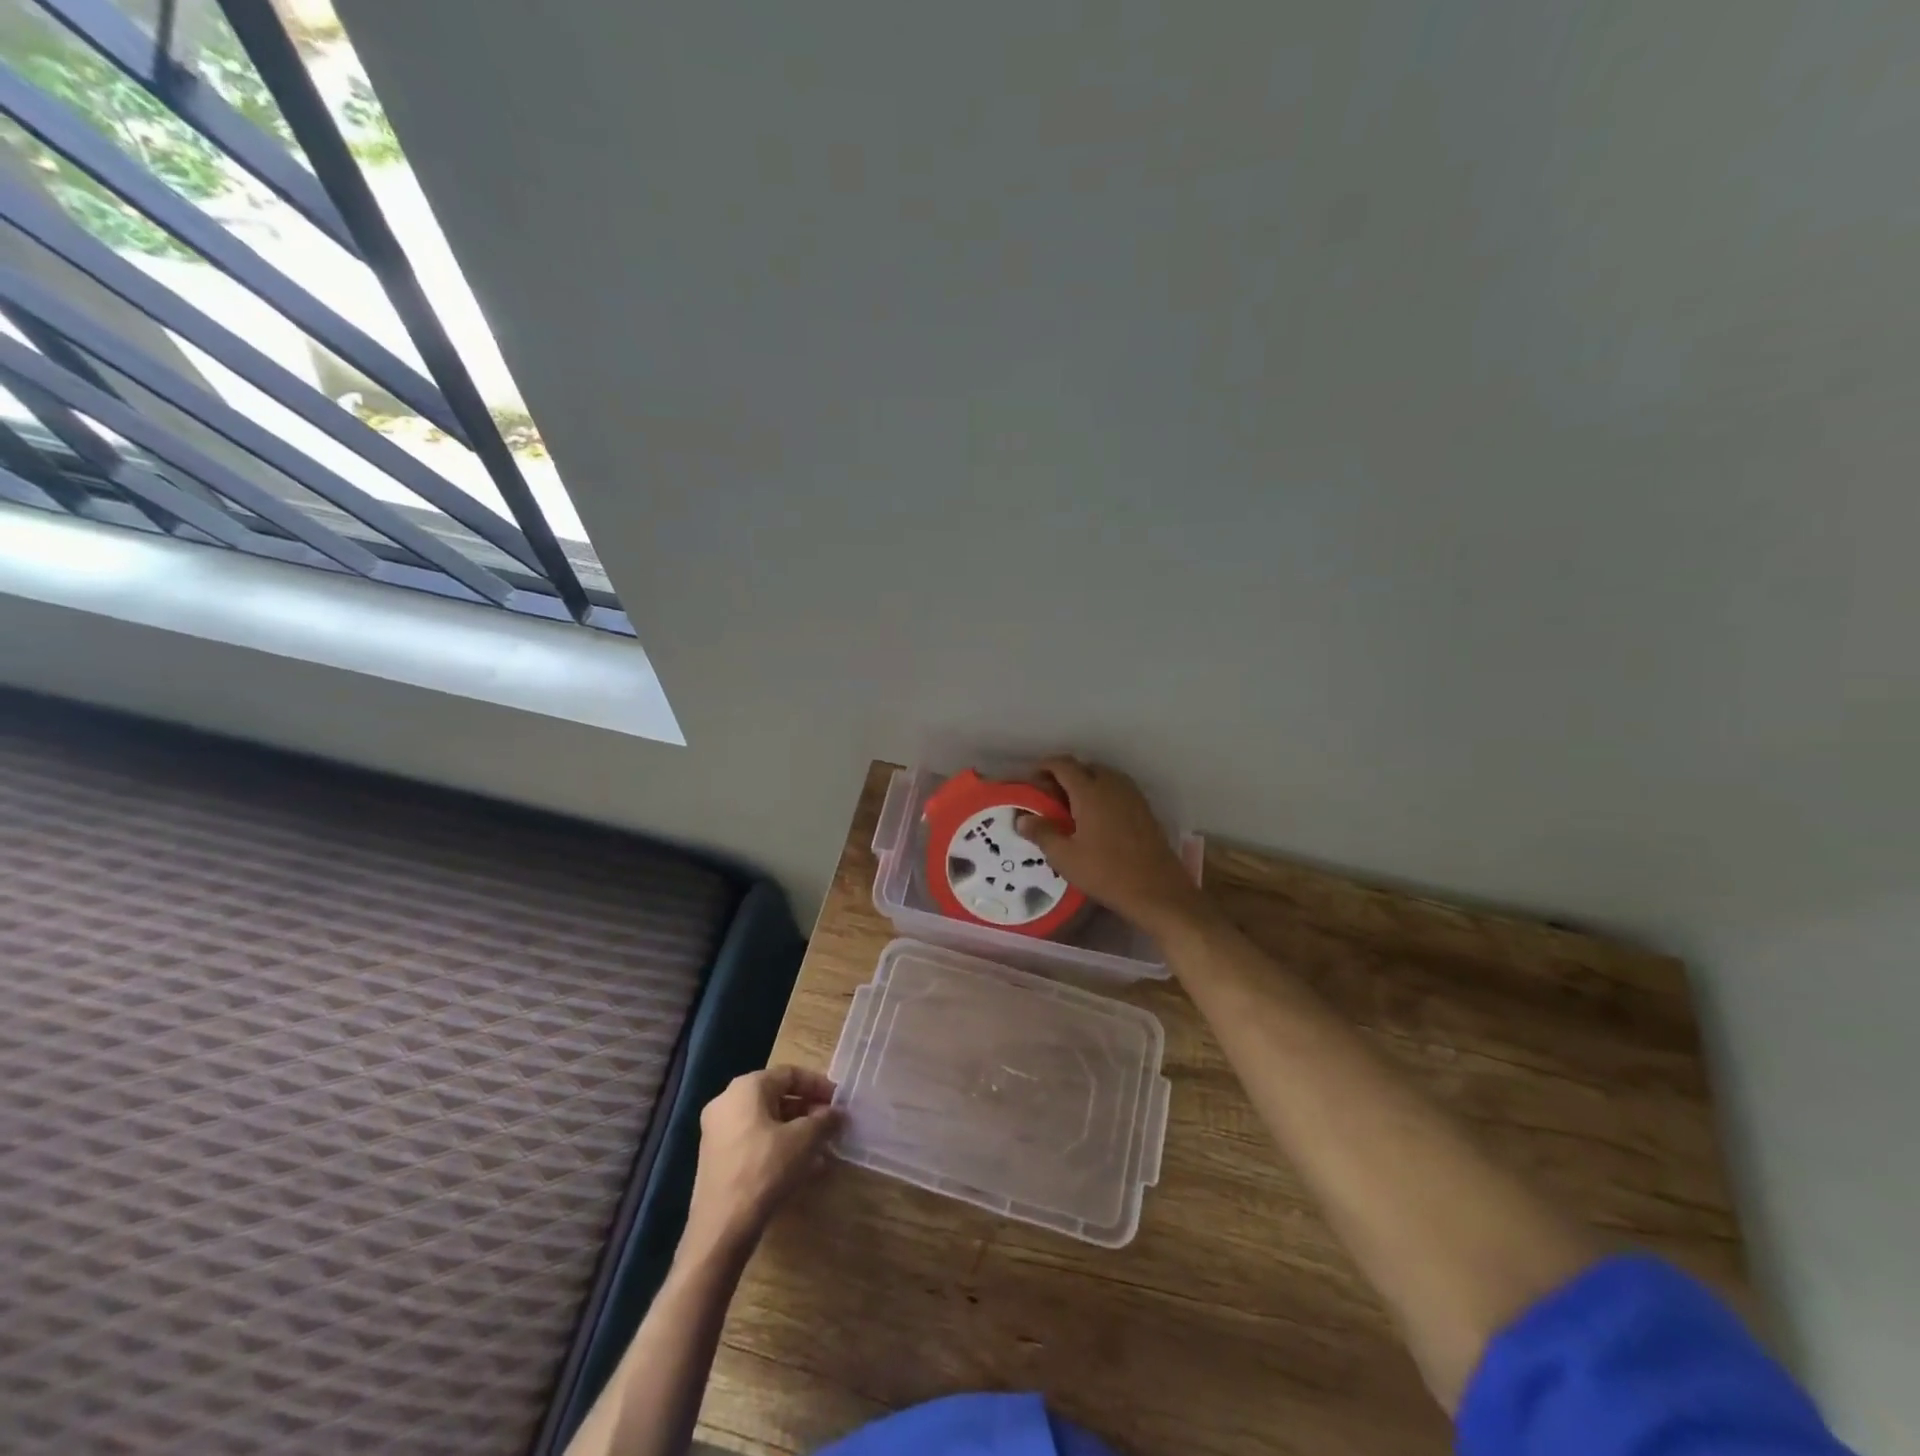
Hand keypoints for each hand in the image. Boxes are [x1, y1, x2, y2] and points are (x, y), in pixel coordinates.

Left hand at [684, 1066, 841, 1261]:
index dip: (818, 1085)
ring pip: (766, 1122)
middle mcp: (727, 1102)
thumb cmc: (765, 1169)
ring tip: (821, 1149)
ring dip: (795, 1132)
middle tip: (831, 1125)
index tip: (839, 1101)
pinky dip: (778, 1147)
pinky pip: (754, 1142)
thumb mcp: (804, 1140)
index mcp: (747, 1087)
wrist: (721, 1228)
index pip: (789, 1074)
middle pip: (776, 1097)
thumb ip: (824, 1120)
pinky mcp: (717, 1160)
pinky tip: (801, 1168)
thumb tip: (838, 1113)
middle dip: (807, 1111)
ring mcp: (718, 1132)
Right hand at [1016, 756, 1210, 937]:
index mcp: (1090, 791)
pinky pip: (1118, 789)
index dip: (1045, 766)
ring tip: (1071, 807)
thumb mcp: (1065, 857)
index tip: (1032, 779)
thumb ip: (1042, 833)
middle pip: (1085, 767)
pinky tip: (1096, 817)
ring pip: (1103, 777)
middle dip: (1065, 775)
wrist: (1157, 890)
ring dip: (1085, 783)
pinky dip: (1102, 793)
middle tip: (1050, 796)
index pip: (1064, 765)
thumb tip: (1022, 819)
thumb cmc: (1106, 872)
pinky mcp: (1144, 809)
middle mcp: (1112, 785)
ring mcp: (1132, 795)